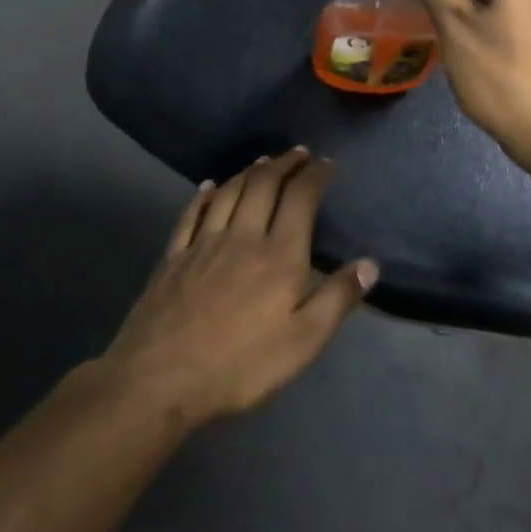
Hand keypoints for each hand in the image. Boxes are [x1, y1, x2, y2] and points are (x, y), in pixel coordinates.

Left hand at [102, 149, 377, 425]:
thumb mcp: (302, 343)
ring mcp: (204, 244)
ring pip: (229, 193)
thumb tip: (370, 264)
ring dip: (249, 171)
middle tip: (299, 153)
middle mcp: (243, 237)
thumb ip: (337, 300)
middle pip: (264, 185)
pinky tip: (209, 187)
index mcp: (279, 255)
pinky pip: (192, 214)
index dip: (315, 176)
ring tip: (263, 161)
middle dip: (284, 164)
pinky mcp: (174, 257)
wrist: (160, 378)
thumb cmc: (240, 365)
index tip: (327, 163)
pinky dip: (204, 195)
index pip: (300, 199)